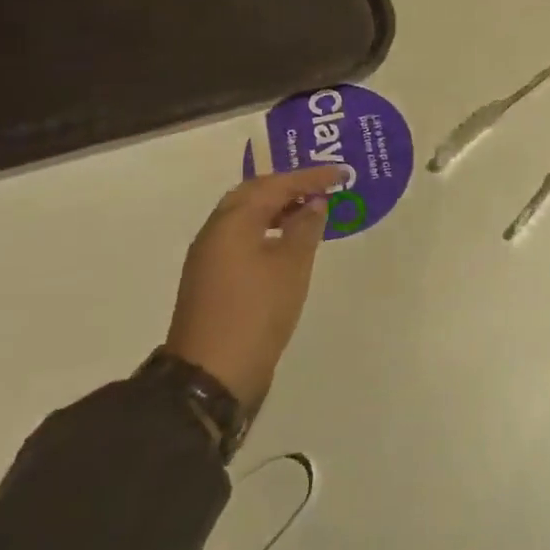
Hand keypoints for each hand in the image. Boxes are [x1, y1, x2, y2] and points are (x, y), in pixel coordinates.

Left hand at [166, 166, 340, 408]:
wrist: (211, 375)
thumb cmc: (257, 311)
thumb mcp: (292, 266)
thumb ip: (306, 227)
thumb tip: (314, 203)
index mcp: (233, 221)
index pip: (276, 185)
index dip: (310, 177)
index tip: (341, 174)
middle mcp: (215, 231)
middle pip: (253, 194)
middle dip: (288, 186)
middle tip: (320, 186)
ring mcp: (209, 256)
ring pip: (245, 216)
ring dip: (276, 207)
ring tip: (309, 210)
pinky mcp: (211, 278)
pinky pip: (241, 236)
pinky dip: (266, 228)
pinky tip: (286, 240)